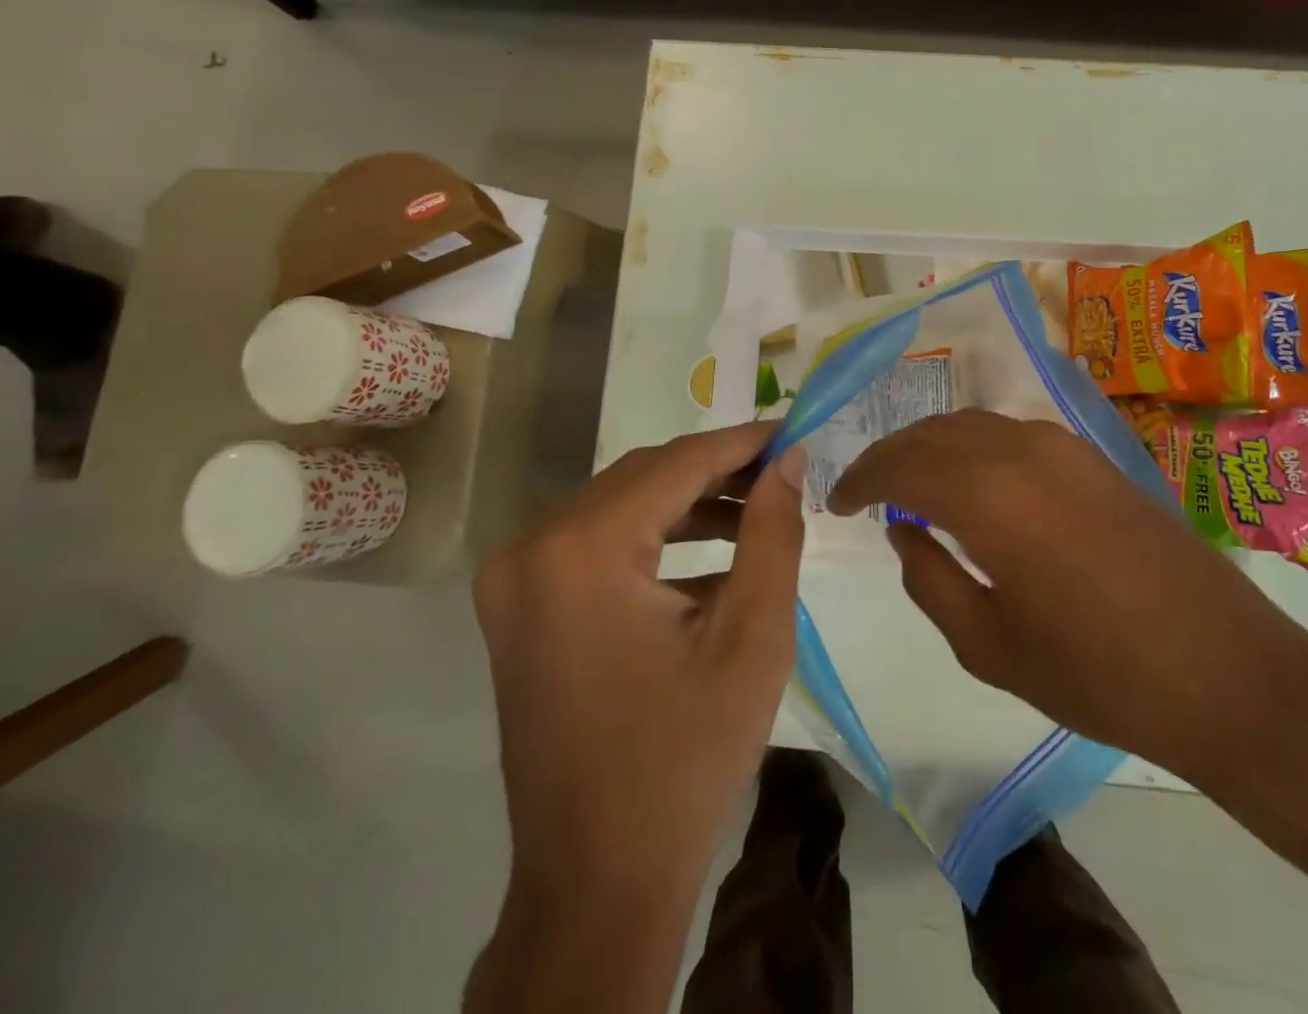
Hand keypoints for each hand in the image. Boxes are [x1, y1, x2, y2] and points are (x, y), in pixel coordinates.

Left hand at [473, 422, 805, 897]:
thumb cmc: (685, 757)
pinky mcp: (519, 604)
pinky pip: (597, 543)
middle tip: (781, 472)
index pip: (676, 462)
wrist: (598, 878)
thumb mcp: (751, 636)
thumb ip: (773, 531)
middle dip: (717, 471)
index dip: (741, 442)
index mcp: (581, 548)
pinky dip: (655, 539)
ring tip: (758, 513)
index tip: (792, 430)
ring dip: (689, 504)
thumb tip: (787, 458)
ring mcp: (515, 577)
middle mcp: (531, 545)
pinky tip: (713, 555)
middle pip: (642, 477)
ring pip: (620, 505)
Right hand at [828, 409, 1307, 794]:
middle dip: (890, 456)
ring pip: (972, 424)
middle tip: (864, 490)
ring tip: (909, 484)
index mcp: (987, 493)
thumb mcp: (989, 644)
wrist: (1226, 672)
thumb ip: (929, 579)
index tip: (837, 501)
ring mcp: (1063, 446)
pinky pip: (1010, 434)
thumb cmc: (1097, 674)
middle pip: (932, 432)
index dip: (860, 478)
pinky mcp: (1093, 457)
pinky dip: (972, 448)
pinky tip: (971, 483)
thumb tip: (902, 529)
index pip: (899, 464)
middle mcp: (1020, 448)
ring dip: (931, 447)